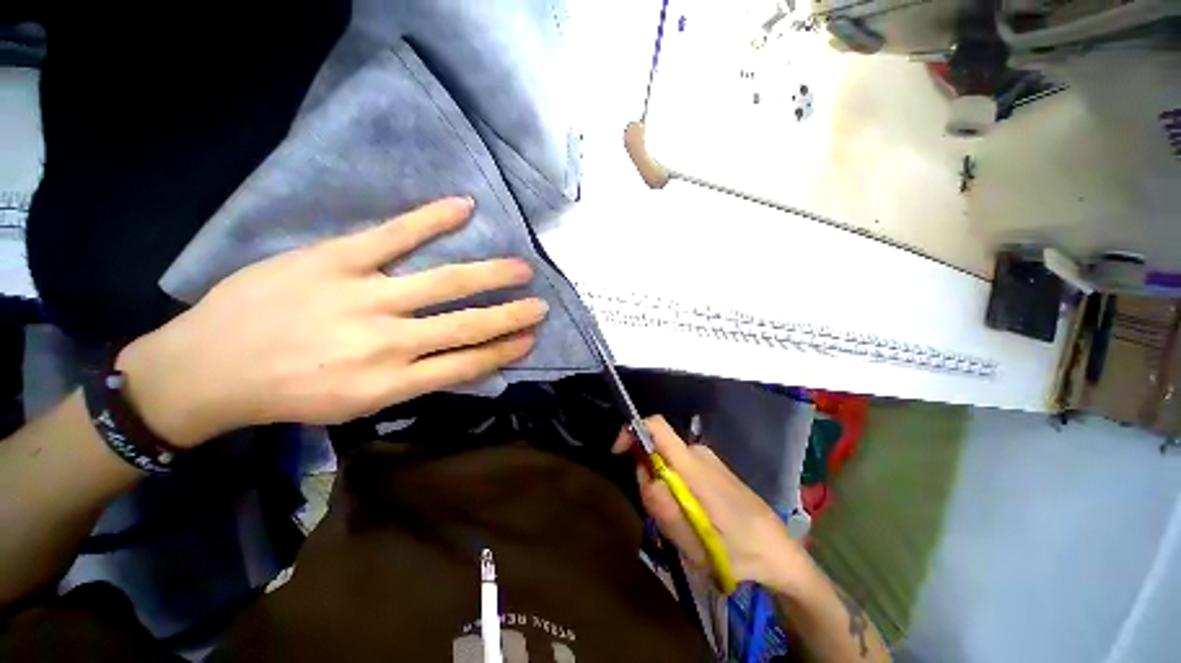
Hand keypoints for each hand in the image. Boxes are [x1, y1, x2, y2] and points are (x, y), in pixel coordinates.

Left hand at [117, 197, 547, 447]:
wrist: (207, 369)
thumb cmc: (288, 394)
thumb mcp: (357, 405)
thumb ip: (414, 381)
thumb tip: (461, 359)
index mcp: (391, 382)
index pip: (466, 363)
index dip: (504, 350)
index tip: (530, 339)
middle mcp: (387, 341)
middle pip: (466, 325)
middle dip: (510, 315)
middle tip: (540, 305)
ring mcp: (362, 296)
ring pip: (443, 283)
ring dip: (489, 273)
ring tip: (521, 266)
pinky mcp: (334, 259)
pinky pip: (392, 235)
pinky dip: (431, 219)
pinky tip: (463, 207)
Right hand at [614, 416, 809, 589]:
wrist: (780, 553)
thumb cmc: (741, 552)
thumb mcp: (697, 544)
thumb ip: (667, 510)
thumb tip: (644, 476)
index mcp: (694, 466)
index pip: (657, 427)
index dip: (632, 430)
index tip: (618, 452)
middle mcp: (698, 454)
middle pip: (656, 450)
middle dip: (648, 478)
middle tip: (662, 517)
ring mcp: (706, 460)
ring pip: (666, 463)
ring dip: (662, 490)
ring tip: (682, 525)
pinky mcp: (711, 469)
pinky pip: (679, 470)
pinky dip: (674, 490)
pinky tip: (691, 518)